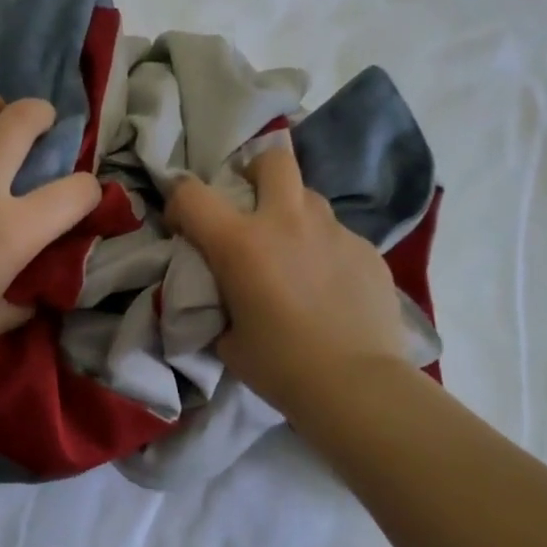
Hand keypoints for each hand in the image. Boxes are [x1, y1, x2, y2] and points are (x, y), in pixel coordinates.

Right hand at [165, 144, 413, 415]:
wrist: (356, 386)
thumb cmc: (281, 366)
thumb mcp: (227, 339)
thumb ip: (217, 305)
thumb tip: (220, 298)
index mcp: (241, 244)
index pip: (192, 194)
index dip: (178, 203)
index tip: (182, 227)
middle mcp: (288, 222)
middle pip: (272, 160)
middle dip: (254, 172)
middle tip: (250, 205)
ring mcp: (334, 232)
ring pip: (309, 197)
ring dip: (292, 213)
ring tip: (292, 251)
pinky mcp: (367, 250)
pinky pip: (338, 235)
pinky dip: (324, 249)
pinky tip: (328, 286)